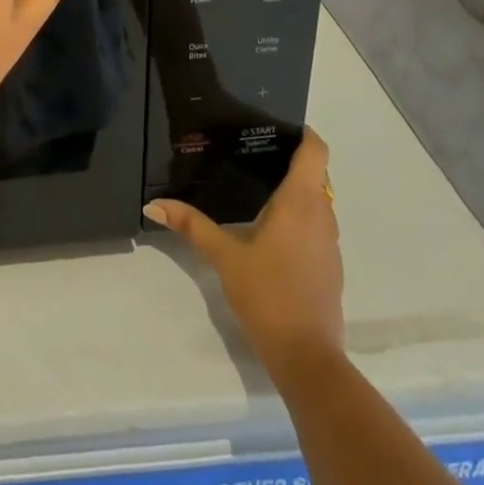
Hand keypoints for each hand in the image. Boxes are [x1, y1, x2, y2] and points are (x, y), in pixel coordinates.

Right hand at [143, 128, 343, 379]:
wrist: (307, 358)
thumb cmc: (267, 294)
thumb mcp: (224, 257)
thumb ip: (191, 226)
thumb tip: (153, 205)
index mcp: (300, 202)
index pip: (316, 151)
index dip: (303, 133)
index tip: (278, 125)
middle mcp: (322, 214)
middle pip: (316, 173)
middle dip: (291, 159)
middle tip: (253, 151)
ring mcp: (330, 242)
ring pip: (318, 200)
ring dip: (296, 189)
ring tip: (257, 184)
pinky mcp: (330, 265)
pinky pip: (318, 224)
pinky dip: (300, 215)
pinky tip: (271, 228)